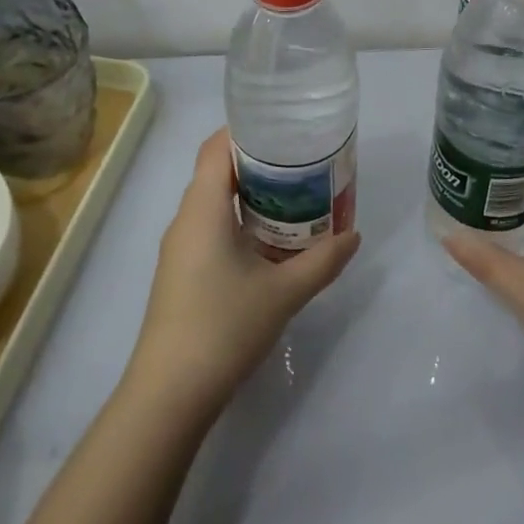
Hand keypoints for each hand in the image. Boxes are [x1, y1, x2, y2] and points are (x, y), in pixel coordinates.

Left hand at [126, 129, 359, 420]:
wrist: (170, 394)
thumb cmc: (224, 326)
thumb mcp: (284, 292)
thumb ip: (323, 260)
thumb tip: (354, 235)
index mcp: (203, 208)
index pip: (217, 147)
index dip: (247, 130)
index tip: (285, 129)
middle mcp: (186, 219)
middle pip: (218, 171)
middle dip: (260, 162)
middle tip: (304, 162)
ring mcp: (181, 248)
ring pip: (216, 203)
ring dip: (252, 195)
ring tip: (297, 196)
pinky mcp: (182, 273)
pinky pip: (213, 228)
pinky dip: (242, 222)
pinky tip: (273, 242)